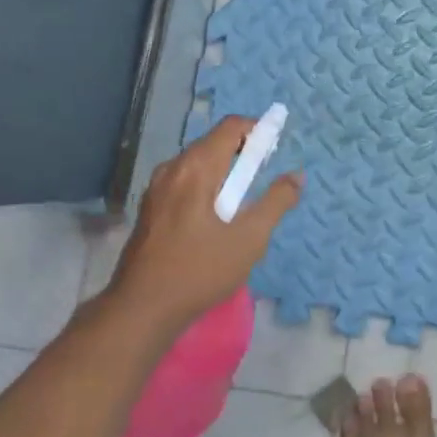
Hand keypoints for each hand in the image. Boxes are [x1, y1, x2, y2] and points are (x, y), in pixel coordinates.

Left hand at [109, 118, 303, 331]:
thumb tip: (296, 176)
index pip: (230, 127)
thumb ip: (276, 202)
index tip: (273, 154)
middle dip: (242, 154)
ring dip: (223, 173)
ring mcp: (156, 188)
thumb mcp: (249, 238)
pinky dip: (205, 187)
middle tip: (261, 184)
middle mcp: (172, 168)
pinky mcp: (149, 208)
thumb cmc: (200, 270)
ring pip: (197, 164)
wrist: (141, 309)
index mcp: (196, 168)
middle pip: (213, 143)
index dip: (257, 131)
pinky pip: (184, 182)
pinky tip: (213, 221)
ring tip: (240, 206)